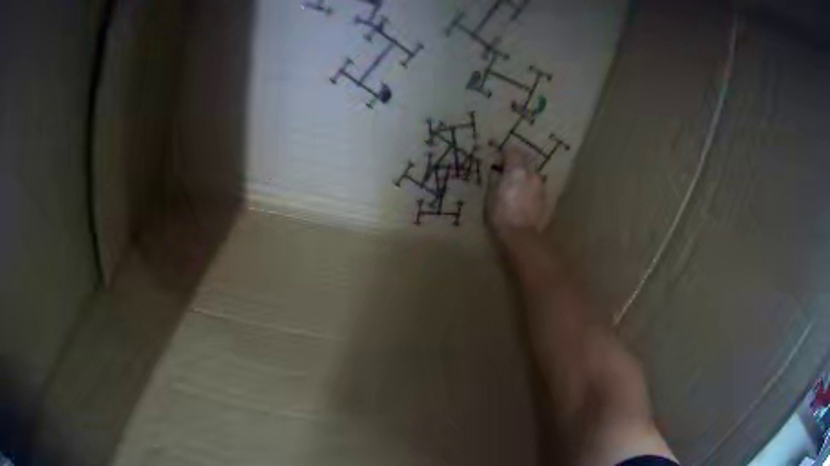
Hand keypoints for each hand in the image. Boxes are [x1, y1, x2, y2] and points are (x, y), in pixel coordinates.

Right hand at [487, 150, 549, 241]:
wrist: (521, 237)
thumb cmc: (501, 216)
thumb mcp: (490, 196)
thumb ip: (495, 180)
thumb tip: (497, 172)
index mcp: (517, 171)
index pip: (513, 151)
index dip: (506, 154)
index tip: (500, 161)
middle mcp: (533, 175)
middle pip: (527, 163)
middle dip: (519, 168)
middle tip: (509, 177)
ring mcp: (542, 189)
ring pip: (534, 178)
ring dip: (527, 182)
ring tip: (518, 193)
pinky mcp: (548, 202)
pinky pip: (538, 192)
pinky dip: (532, 194)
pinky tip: (526, 205)